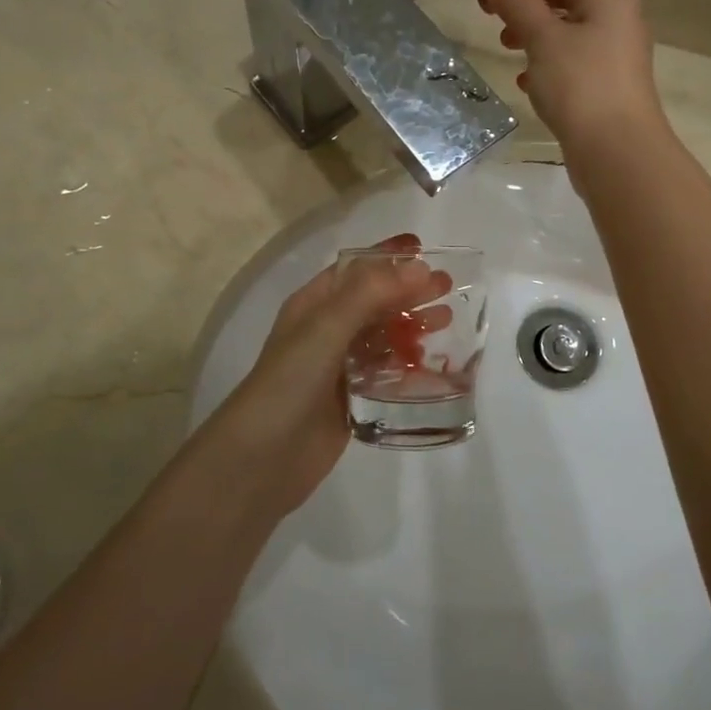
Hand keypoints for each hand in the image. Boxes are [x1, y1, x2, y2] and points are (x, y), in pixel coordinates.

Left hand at [198, 235, 449, 516]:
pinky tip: (432, 365)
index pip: (354, 269)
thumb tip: (419, 266)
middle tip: (448, 288)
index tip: (425, 249)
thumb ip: (370, 294)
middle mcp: (324, 331)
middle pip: (373, 301)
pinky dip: (408, 364)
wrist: (262, 460)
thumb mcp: (326, 329)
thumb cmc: (290, 383)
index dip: (387, 257)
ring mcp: (338, 367)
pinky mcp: (351, 399)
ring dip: (411, 325)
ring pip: (382, 337)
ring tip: (446, 321)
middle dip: (408, 291)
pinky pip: (385, 373)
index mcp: (312, 305)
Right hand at [476, 0, 663, 149]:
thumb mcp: (543, 39)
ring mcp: (613, 45)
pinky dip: (544, 56)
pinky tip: (525, 77)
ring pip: (564, 22)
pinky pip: (569, 53)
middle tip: (481, 3)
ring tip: (502, 40)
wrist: (618, 152)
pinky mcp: (606, 77)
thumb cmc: (581, 87)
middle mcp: (616, 10)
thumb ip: (517, 1)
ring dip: (530, 25)